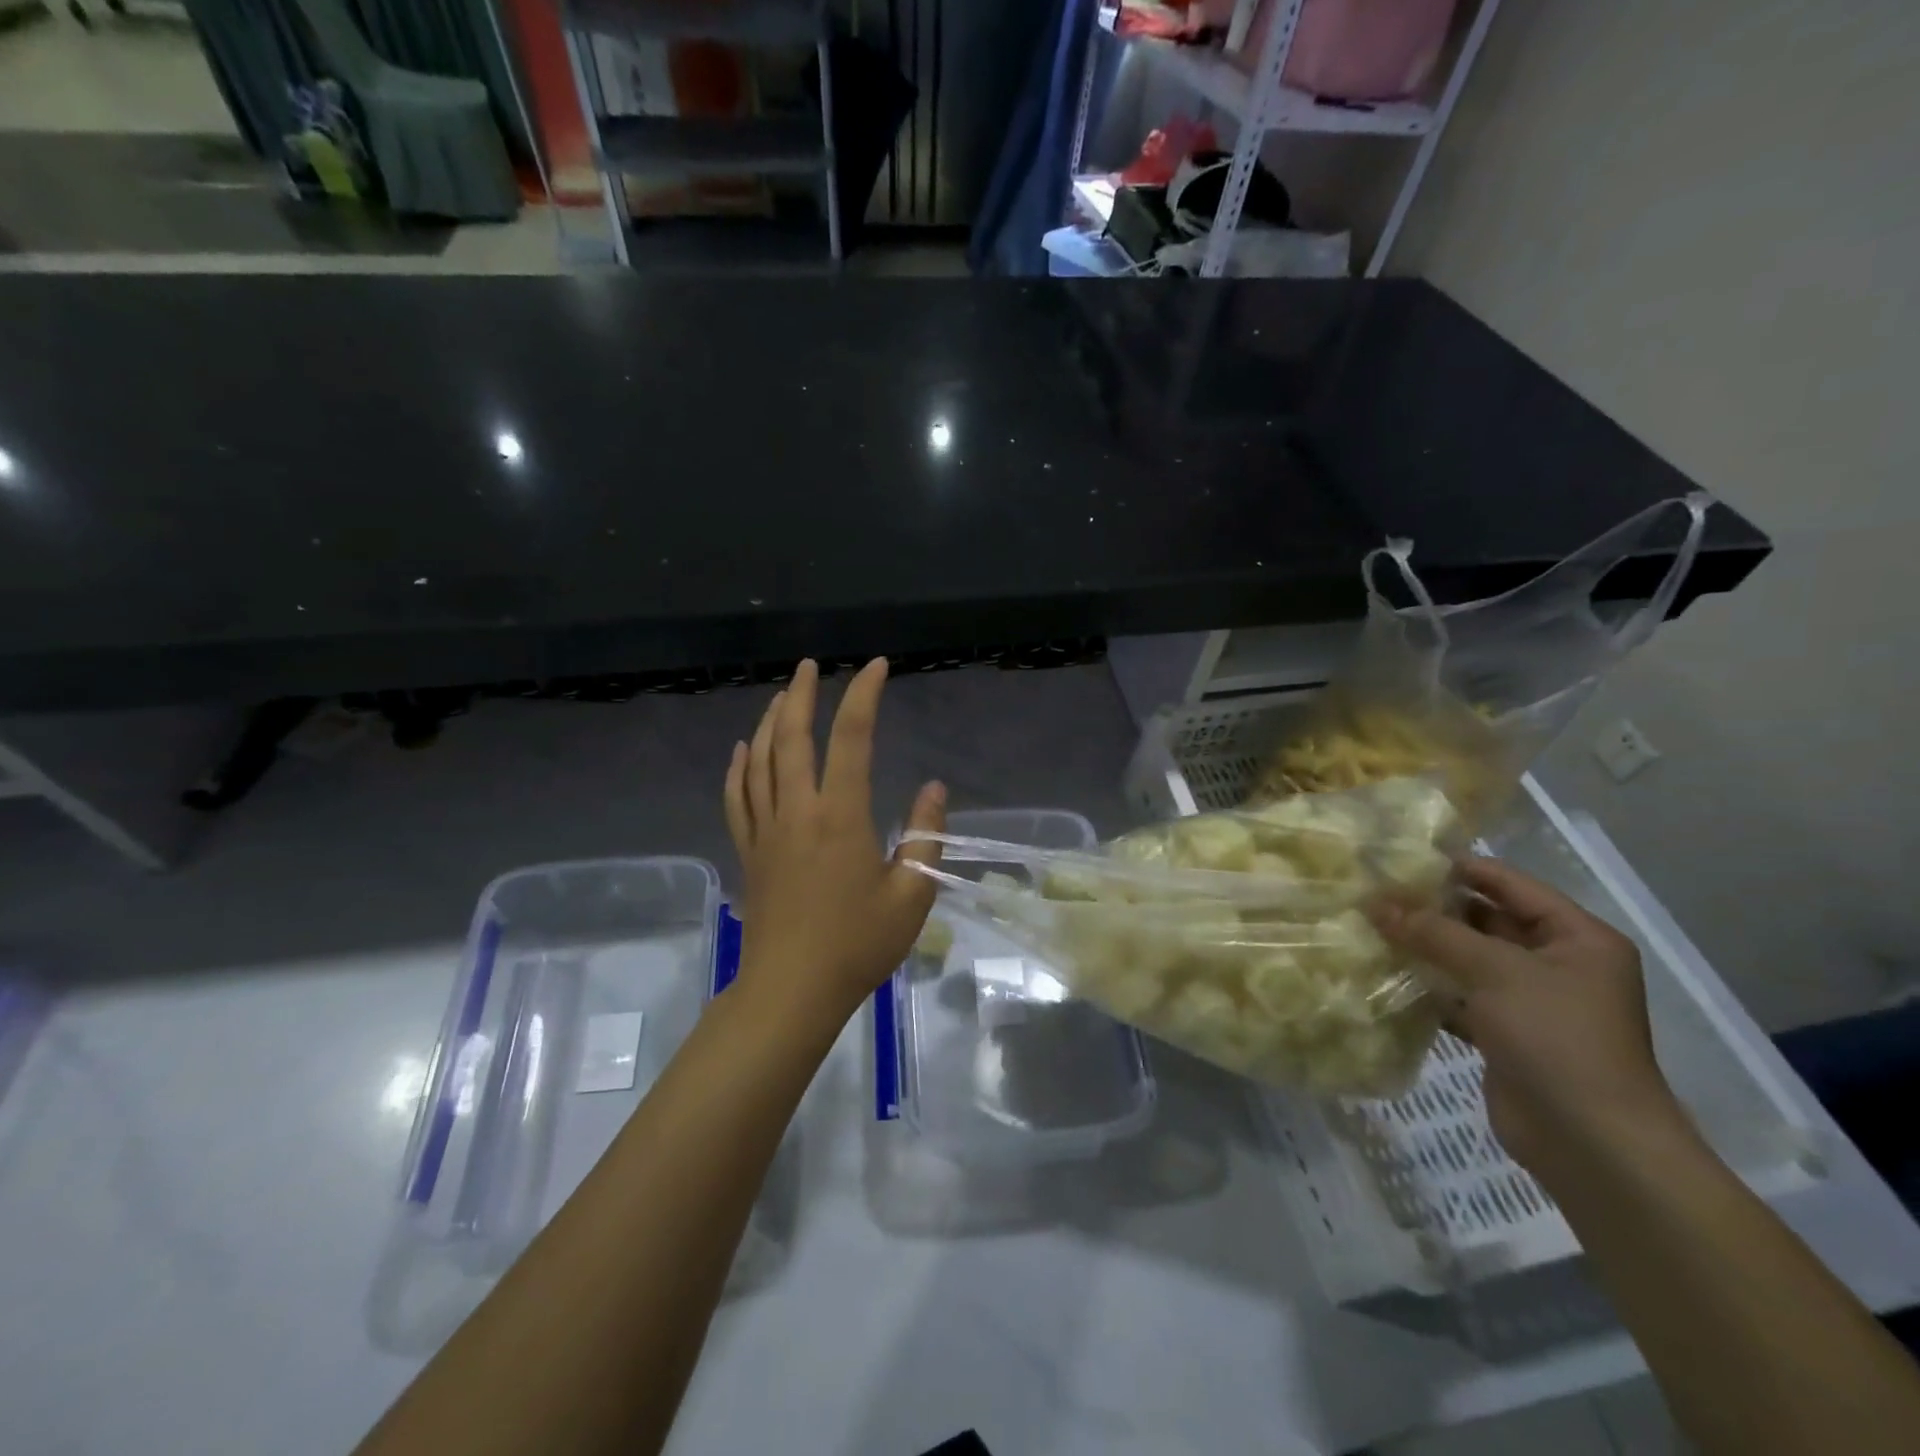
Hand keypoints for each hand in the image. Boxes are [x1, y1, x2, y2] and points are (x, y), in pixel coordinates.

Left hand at [723, 658, 944, 1023]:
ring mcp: (765, 830)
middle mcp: (797, 811)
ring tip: (780, 696)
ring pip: (758, 761)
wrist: (792, 990)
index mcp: (840, 816)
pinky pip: (737, 798)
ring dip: (768, 721)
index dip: (863, 695)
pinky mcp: (749, 851)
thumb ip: (924, 836)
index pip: (852, 738)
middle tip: (809, 666)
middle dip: (800, 695)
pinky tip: (741, 751)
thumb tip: (934, 788)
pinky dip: (737, 768)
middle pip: (790, 737)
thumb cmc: (858, 945)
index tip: (876, 666)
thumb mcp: (911, 895)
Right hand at [1370, 857, 1684, 1182]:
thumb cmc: (1557, 1038)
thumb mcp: (1496, 971)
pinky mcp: (1505, 1033)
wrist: (1590, 1143)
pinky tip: (1384, 974)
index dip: (1457, 868)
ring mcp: (1531, 1001)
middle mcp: (1557, 963)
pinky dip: (1427, 986)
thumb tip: (1375, 901)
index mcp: (1576, 938)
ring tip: (1369, 926)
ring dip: (1425, 947)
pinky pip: (1459, 995)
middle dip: (1433, 908)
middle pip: (1486, 919)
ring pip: (1468, 959)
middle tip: (1374, 893)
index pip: (1509, 884)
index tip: (1399, 858)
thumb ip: (1434, 932)